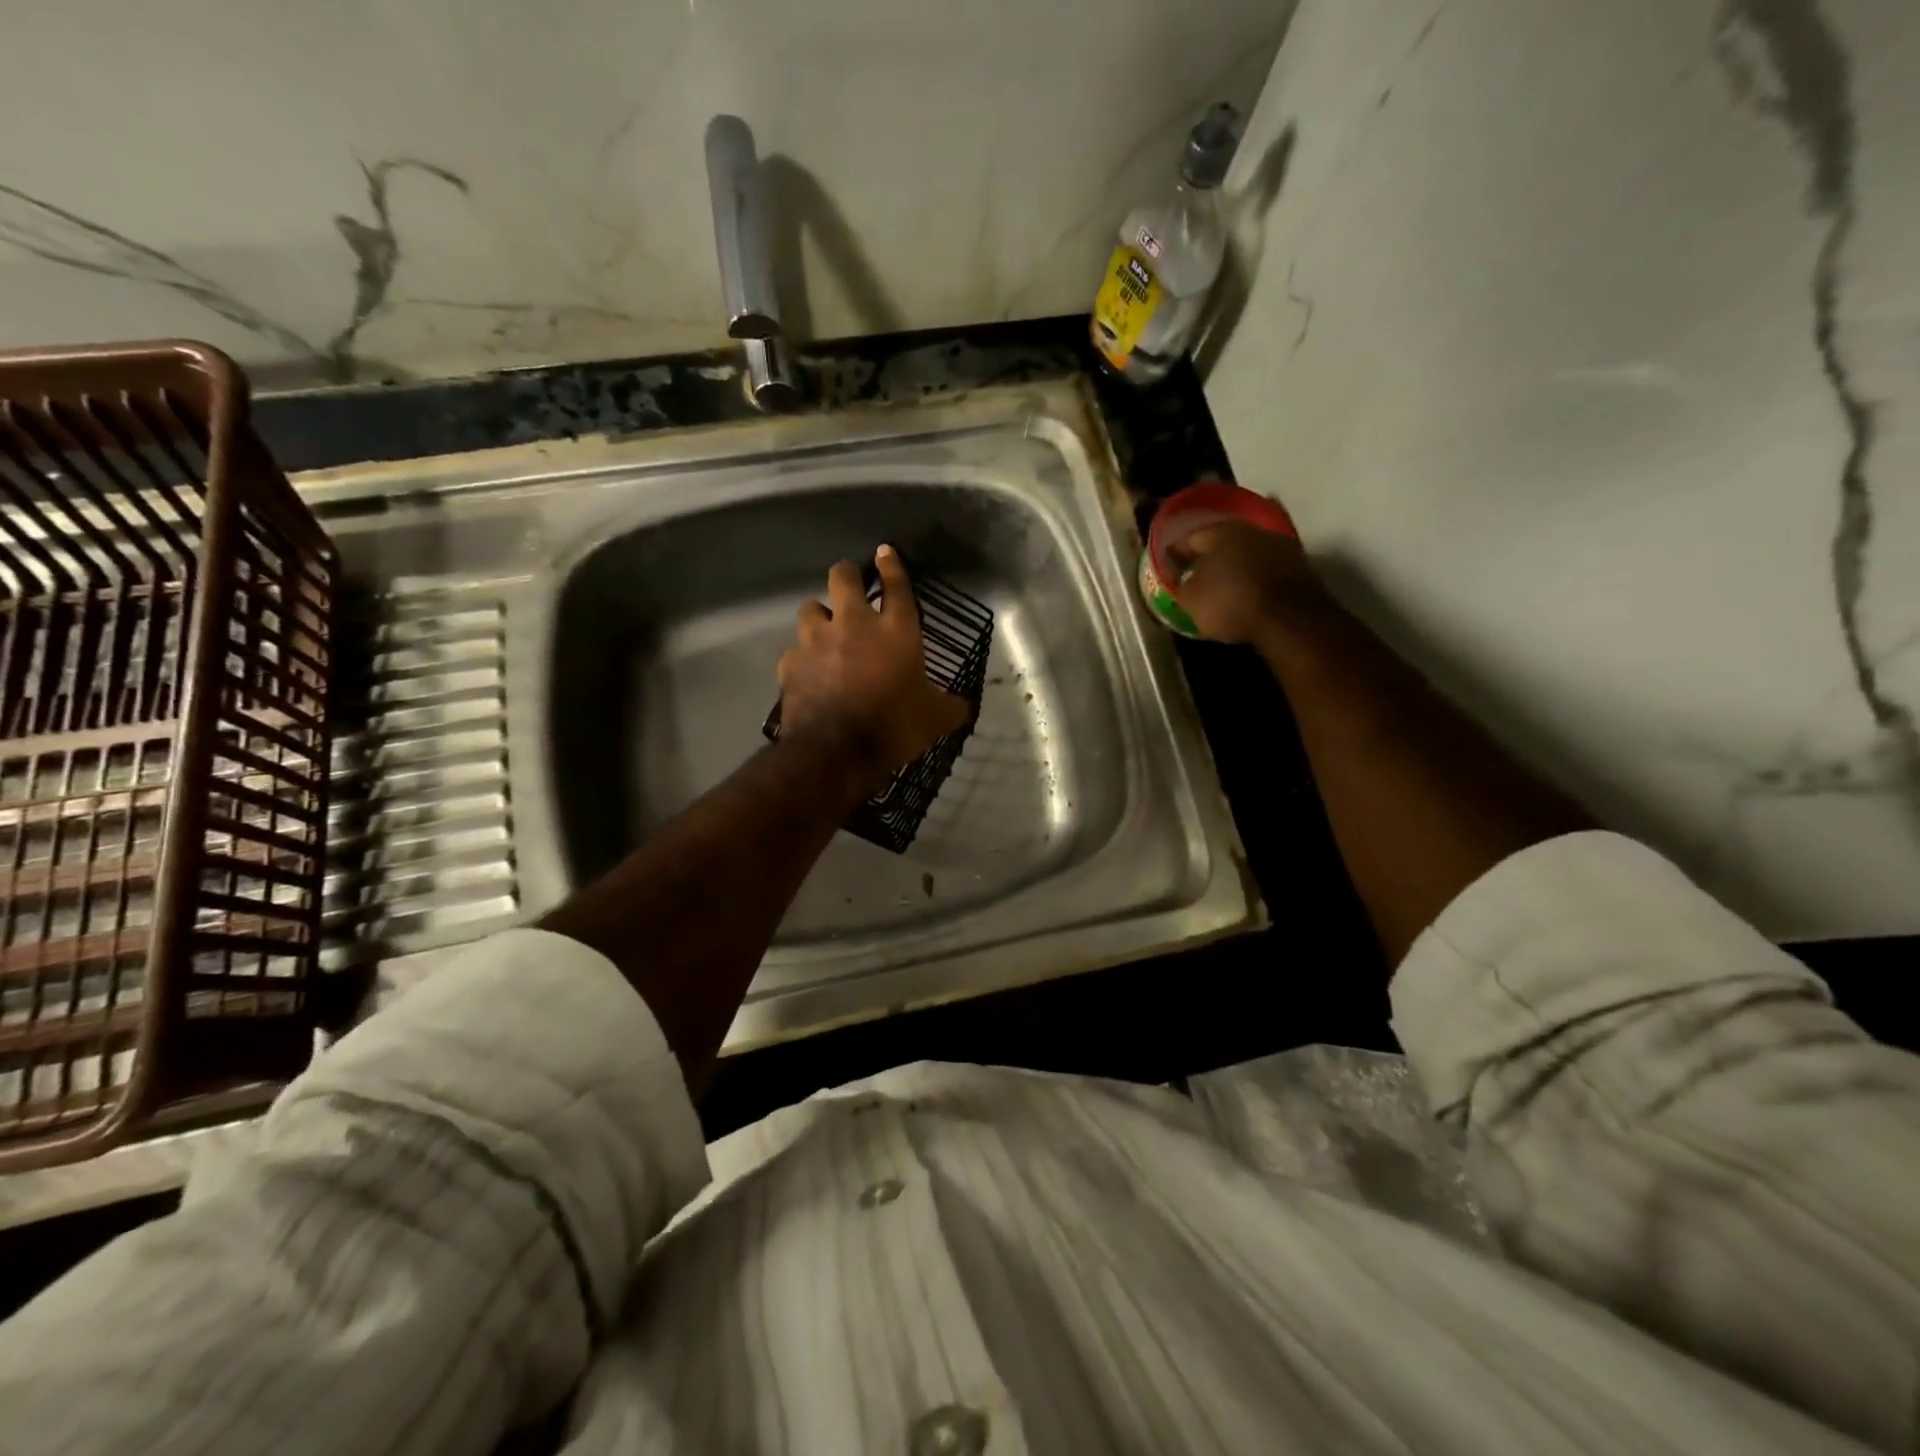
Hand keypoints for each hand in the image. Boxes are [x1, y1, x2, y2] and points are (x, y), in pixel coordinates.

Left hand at [777, 545, 970, 791]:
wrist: (836, 750)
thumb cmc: (894, 726)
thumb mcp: (934, 719)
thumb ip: (950, 707)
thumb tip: (963, 706)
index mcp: (896, 631)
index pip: (896, 586)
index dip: (891, 566)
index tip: (884, 551)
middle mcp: (854, 624)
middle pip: (842, 577)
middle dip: (846, 575)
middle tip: (850, 585)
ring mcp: (817, 641)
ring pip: (810, 608)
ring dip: (819, 615)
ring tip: (825, 630)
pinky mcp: (791, 663)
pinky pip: (794, 650)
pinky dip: (802, 657)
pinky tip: (808, 670)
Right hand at [1166, 521, 1326, 645]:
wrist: (1290, 620)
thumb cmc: (1230, 603)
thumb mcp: (1190, 600)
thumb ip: (1177, 585)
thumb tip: (1176, 578)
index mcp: (1220, 531)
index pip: (1187, 539)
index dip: (1173, 555)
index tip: (1166, 569)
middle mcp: (1251, 529)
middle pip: (1220, 542)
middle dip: (1206, 558)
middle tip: (1194, 576)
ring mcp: (1279, 545)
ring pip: (1246, 553)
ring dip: (1233, 566)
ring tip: (1221, 587)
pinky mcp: (1299, 565)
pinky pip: (1266, 568)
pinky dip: (1254, 577)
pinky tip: (1247, 592)